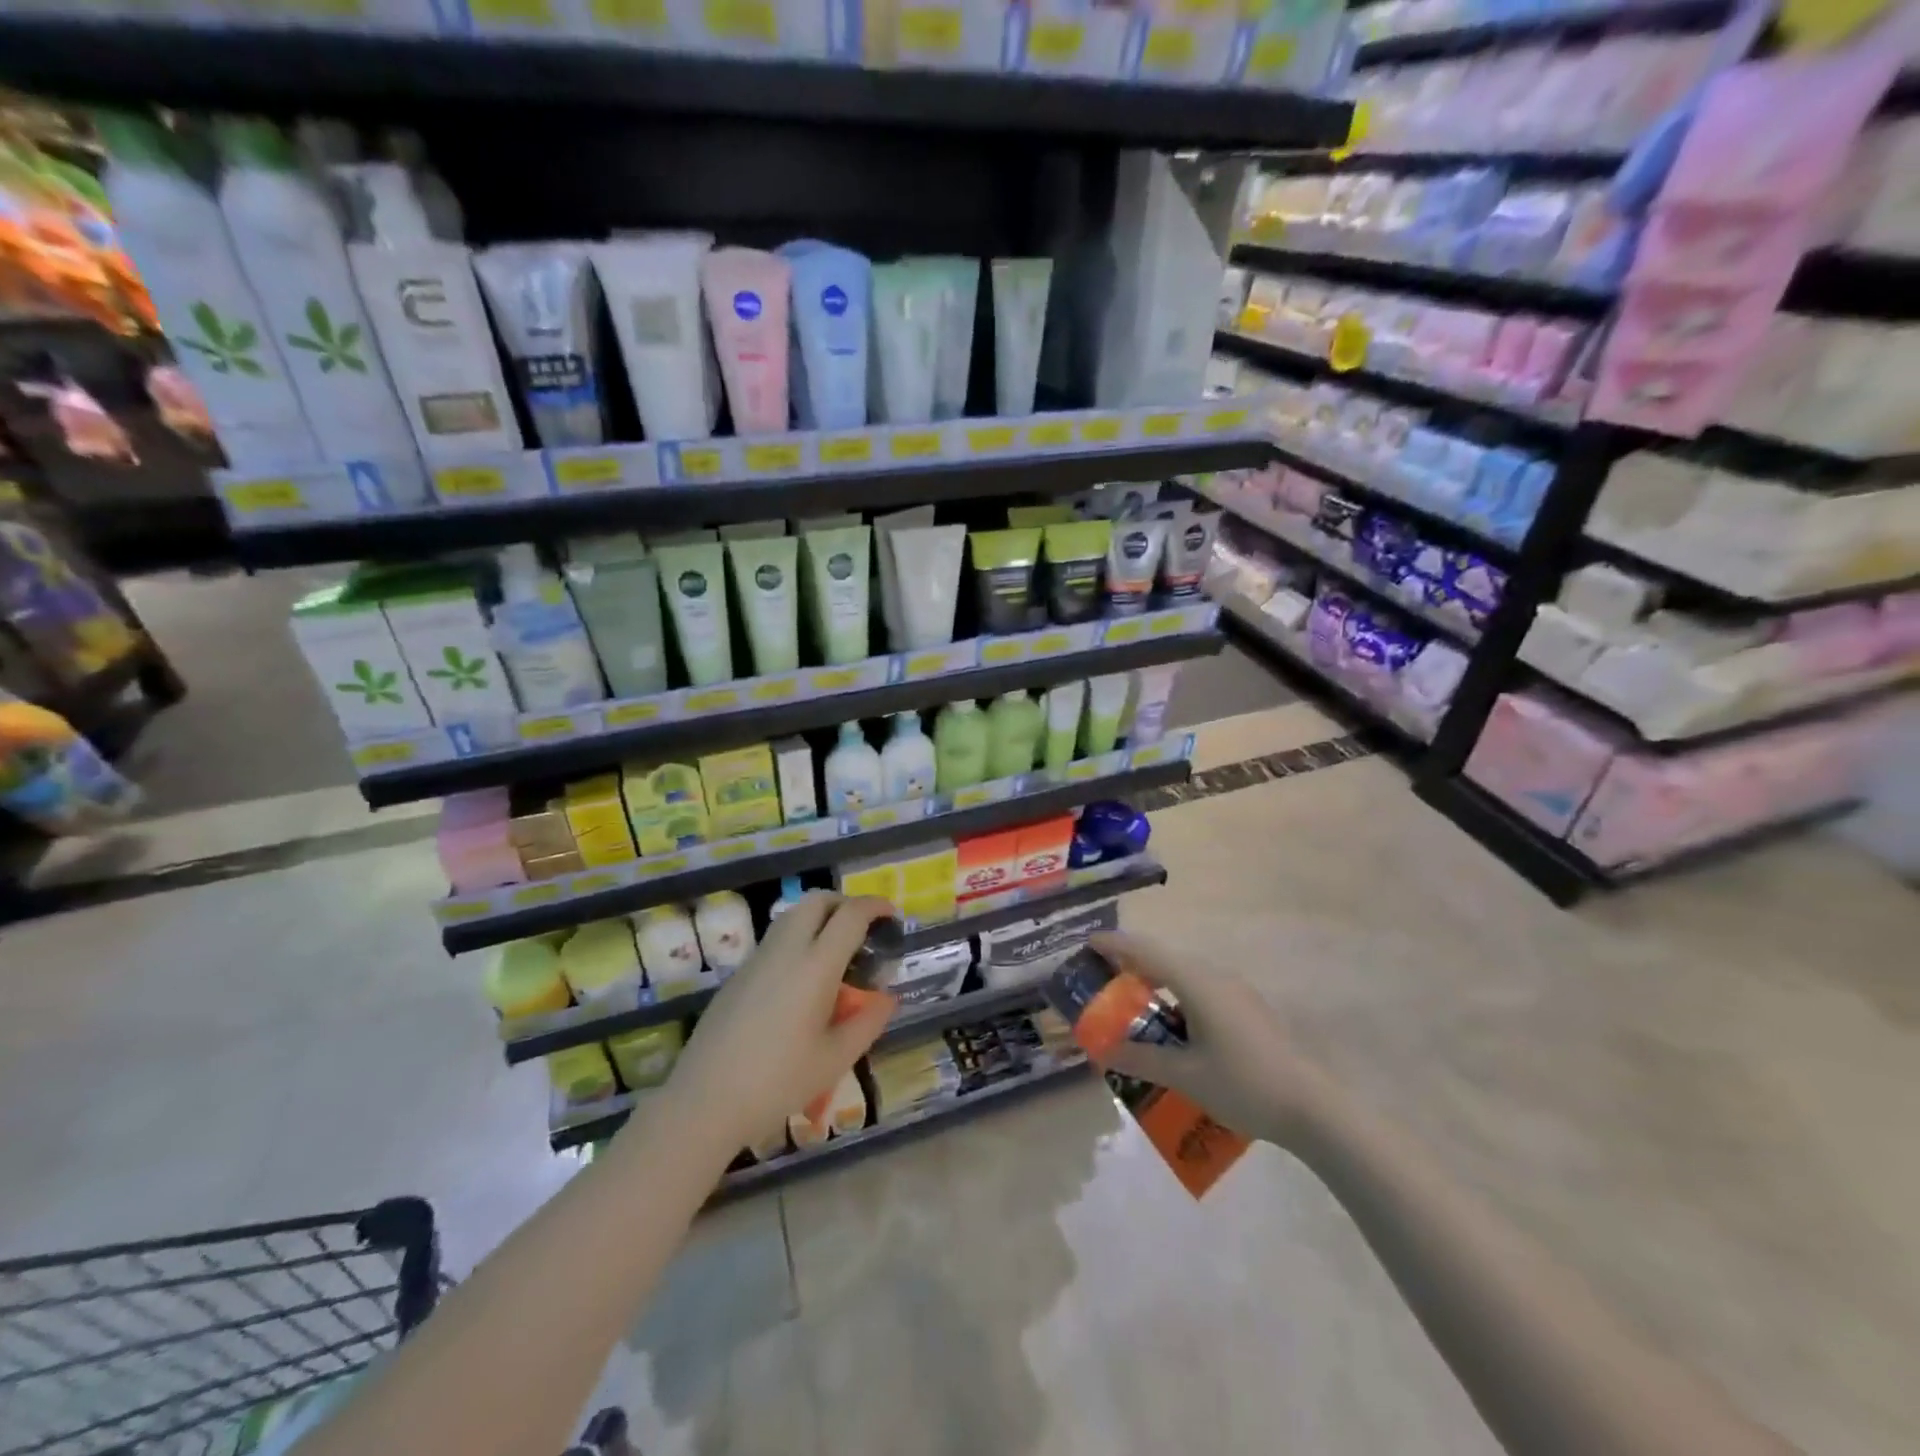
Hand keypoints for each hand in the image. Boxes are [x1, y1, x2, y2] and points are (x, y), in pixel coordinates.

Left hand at [662, 892, 897, 1150]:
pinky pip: (775, 939)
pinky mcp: (738, 975)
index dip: (875, 906)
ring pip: (792, 915)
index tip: (891, 914)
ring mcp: (757, 959)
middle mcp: (786, 950)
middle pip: (817, 901)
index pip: (850, 915)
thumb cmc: (778, 1081)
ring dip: (819, 917)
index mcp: (815, 965)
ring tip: (836, 951)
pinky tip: (803, 979)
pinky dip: (798, 938)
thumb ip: (868, 1022)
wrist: (704, 1101)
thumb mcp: (836, 1059)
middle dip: (845, 903)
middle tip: (864, 928)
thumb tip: (887, 998)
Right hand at [1086, 931, 1326, 1146]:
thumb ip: (1141, 1058)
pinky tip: (1172, 1028)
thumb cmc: (1243, 1085)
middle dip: (1131, 964)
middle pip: (1163, 958)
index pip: (1145, 951)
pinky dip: (1176, 997)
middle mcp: (1214, 976)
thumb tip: (1105, 1050)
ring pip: (1184, 974)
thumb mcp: (1184, 1075)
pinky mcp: (1247, 1008)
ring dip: (1155, 982)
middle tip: (1103, 979)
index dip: (1114, 945)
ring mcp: (1235, 990)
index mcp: (1196, 982)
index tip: (1087, 944)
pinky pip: (1200, 989)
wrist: (1312, 1107)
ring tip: (1133, 1005)